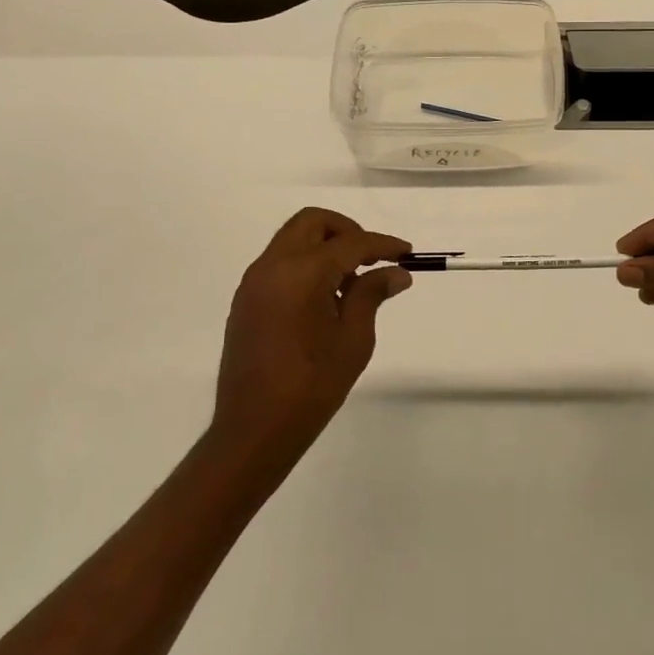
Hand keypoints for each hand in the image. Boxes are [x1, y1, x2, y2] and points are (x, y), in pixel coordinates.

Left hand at [211, 208, 412, 467]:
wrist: (253, 431)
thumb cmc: (311, 387)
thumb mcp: (353, 340)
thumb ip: (371, 295)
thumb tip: (395, 272)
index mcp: (301, 273)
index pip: (350, 242)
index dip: (382, 244)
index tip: (407, 253)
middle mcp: (272, 266)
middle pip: (313, 223)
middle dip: (347, 231)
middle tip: (372, 258)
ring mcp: (254, 282)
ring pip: (293, 240)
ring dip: (325, 247)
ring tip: (351, 283)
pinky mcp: (246, 300)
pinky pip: (280, 263)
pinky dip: (305, 264)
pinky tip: (325, 298)